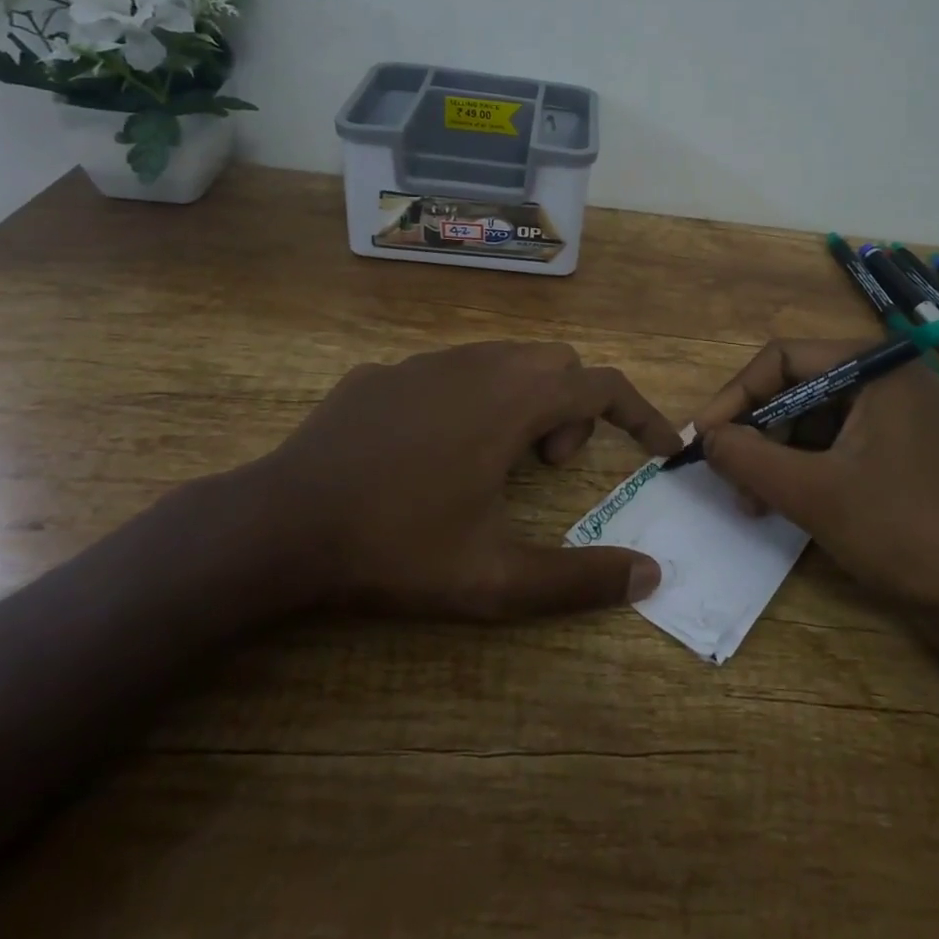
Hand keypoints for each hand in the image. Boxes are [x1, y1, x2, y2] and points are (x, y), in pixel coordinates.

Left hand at [221, 342, 680, 621]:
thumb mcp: (496, 578)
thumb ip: (579, 578)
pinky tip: (430, 452)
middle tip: (545, 468)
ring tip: (493, 462)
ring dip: (523, 400)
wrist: (279, 525)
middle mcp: (477, 365)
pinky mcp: (382, 373)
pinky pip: (449, 371)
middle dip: (572, 409)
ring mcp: (424, 363)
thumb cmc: (398, 546)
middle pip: (557, 363)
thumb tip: (650, 576)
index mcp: (514, 400)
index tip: (659, 448)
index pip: (602, 387)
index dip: (640, 415)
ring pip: (503, 360)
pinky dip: (469, 399)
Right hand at [693, 339, 938, 613]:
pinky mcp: (904, 451)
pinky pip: (839, 444)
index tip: (703, 437)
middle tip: (726, 474)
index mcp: (876, 367)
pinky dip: (807, 469)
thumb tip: (705, 437)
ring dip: (778, 456)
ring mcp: (900, 416)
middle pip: (798, 387)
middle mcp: (889, 379)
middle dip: (758, 432)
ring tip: (753, 501)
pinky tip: (786, 503)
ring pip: (815, 420)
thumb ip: (748, 458)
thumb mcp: (812, 493)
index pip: (783, 359)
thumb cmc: (903, 532)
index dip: (736, 395)